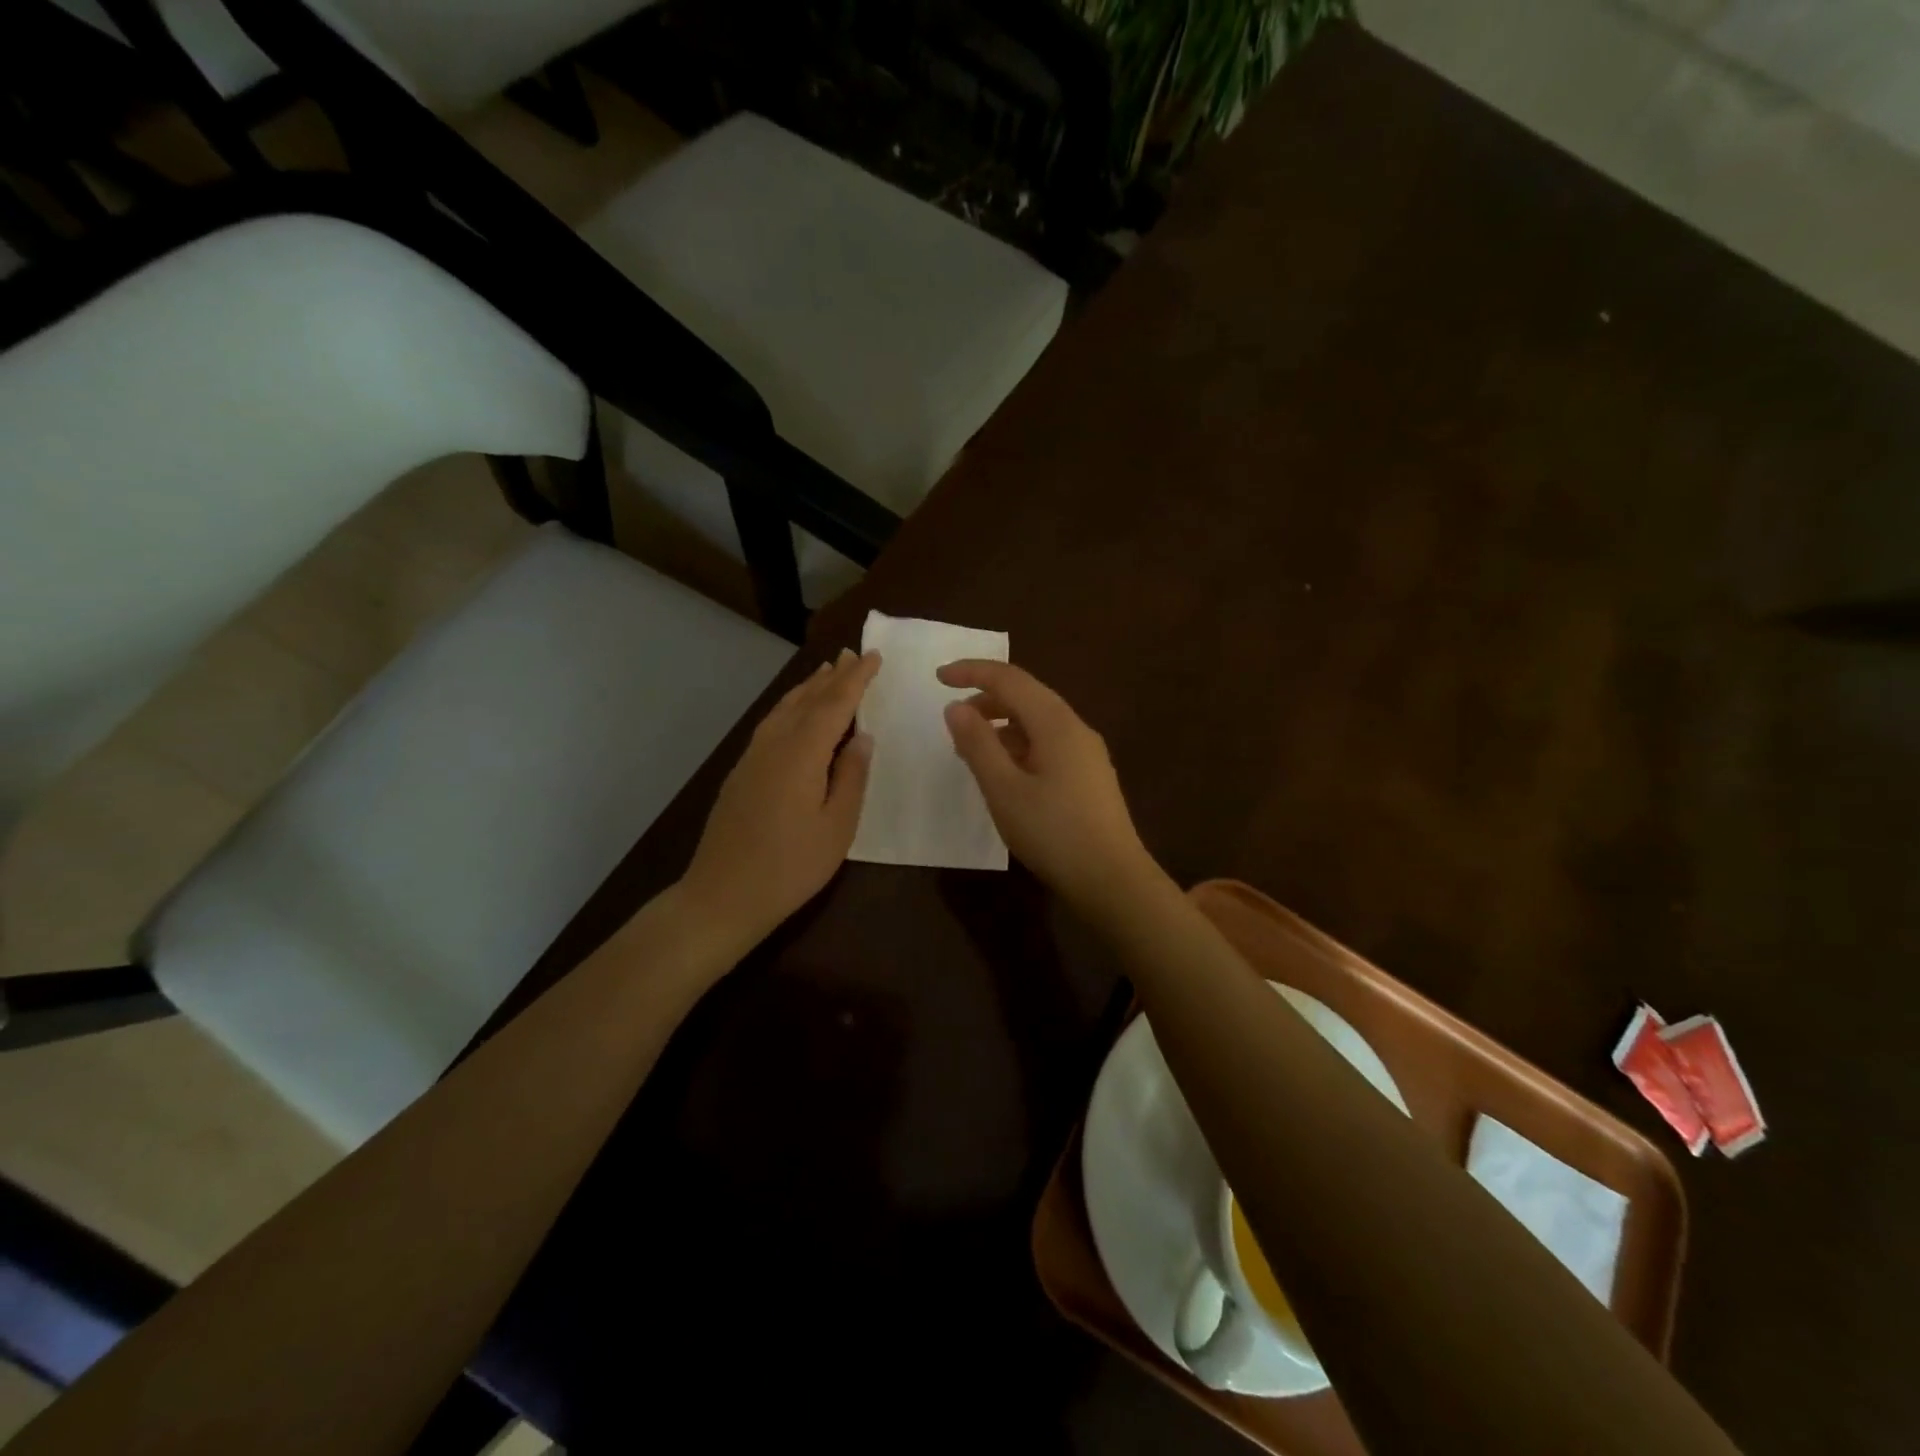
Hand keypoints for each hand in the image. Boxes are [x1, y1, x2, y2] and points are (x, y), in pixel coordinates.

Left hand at [680, 648, 878, 951]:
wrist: (723, 896)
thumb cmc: (790, 866)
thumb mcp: (837, 826)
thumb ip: (851, 777)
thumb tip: (861, 737)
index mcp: (801, 754)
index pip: (834, 705)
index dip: (856, 680)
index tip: (873, 657)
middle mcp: (774, 745)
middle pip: (806, 701)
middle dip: (832, 677)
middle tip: (852, 655)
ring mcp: (752, 758)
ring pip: (784, 710)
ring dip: (808, 689)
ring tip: (826, 673)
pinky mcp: (741, 773)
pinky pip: (771, 725)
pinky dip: (790, 708)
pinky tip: (795, 714)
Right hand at [938, 660, 1163, 915]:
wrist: (1112, 879)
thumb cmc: (1053, 832)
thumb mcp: (1004, 789)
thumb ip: (977, 744)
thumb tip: (956, 707)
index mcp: (1056, 723)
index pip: (1010, 679)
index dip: (972, 672)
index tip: (938, 678)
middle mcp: (1075, 728)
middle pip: (1027, 696)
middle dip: (986, 698)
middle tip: (952, 719)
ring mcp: (1086, 752)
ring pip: (1038, 721)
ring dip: (1002, 725)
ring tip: (971, 750)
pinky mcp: (1089, 775)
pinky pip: (1048, 743)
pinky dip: (1019, 745)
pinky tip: (1004, 772)